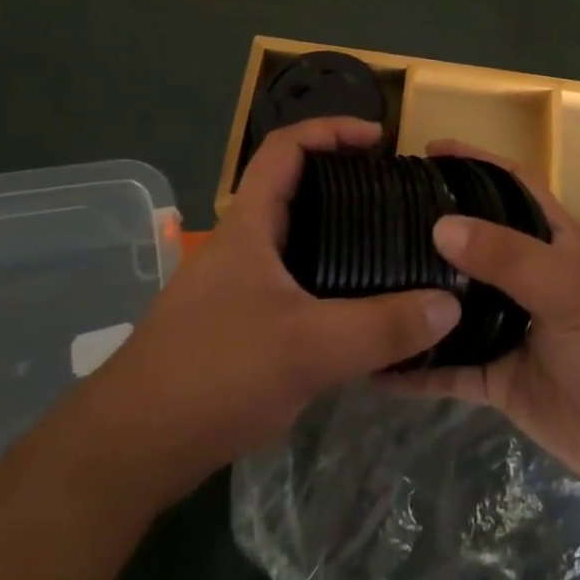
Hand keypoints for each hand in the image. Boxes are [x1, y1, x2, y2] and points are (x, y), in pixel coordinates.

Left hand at [89, 117, 460, 503]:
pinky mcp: (233, 324)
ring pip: (293, 240)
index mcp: (249, 225)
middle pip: (294, 189)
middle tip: (395, 197)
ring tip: (387, 247)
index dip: (332, 129)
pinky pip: (289, 281)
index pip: (286, 148)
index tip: (379, 139)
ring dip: (336, 233)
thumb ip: (382, 327)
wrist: (128, 450)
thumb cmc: (214, 374)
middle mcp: (240, 245)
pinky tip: (354, 310)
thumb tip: (451, 302)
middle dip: (345, 182)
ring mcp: (233, 286)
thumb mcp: (309, 348)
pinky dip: (325, 278)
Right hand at [387, 140, 579, 492]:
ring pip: (453, 304)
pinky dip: (417, 369)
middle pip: (473, 241)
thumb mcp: (568, 286)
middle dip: (432, 228)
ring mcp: (510, 326)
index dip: (474, 162)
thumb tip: (441, 226)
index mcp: (551, 239)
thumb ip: (507, 256)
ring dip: (418, 297)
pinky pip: (449, 368)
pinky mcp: (498, 376)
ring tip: (364, 282)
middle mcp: (526, 276)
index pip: (510, 183)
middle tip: (378, 217)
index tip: (428, 150)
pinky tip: (375, 367)